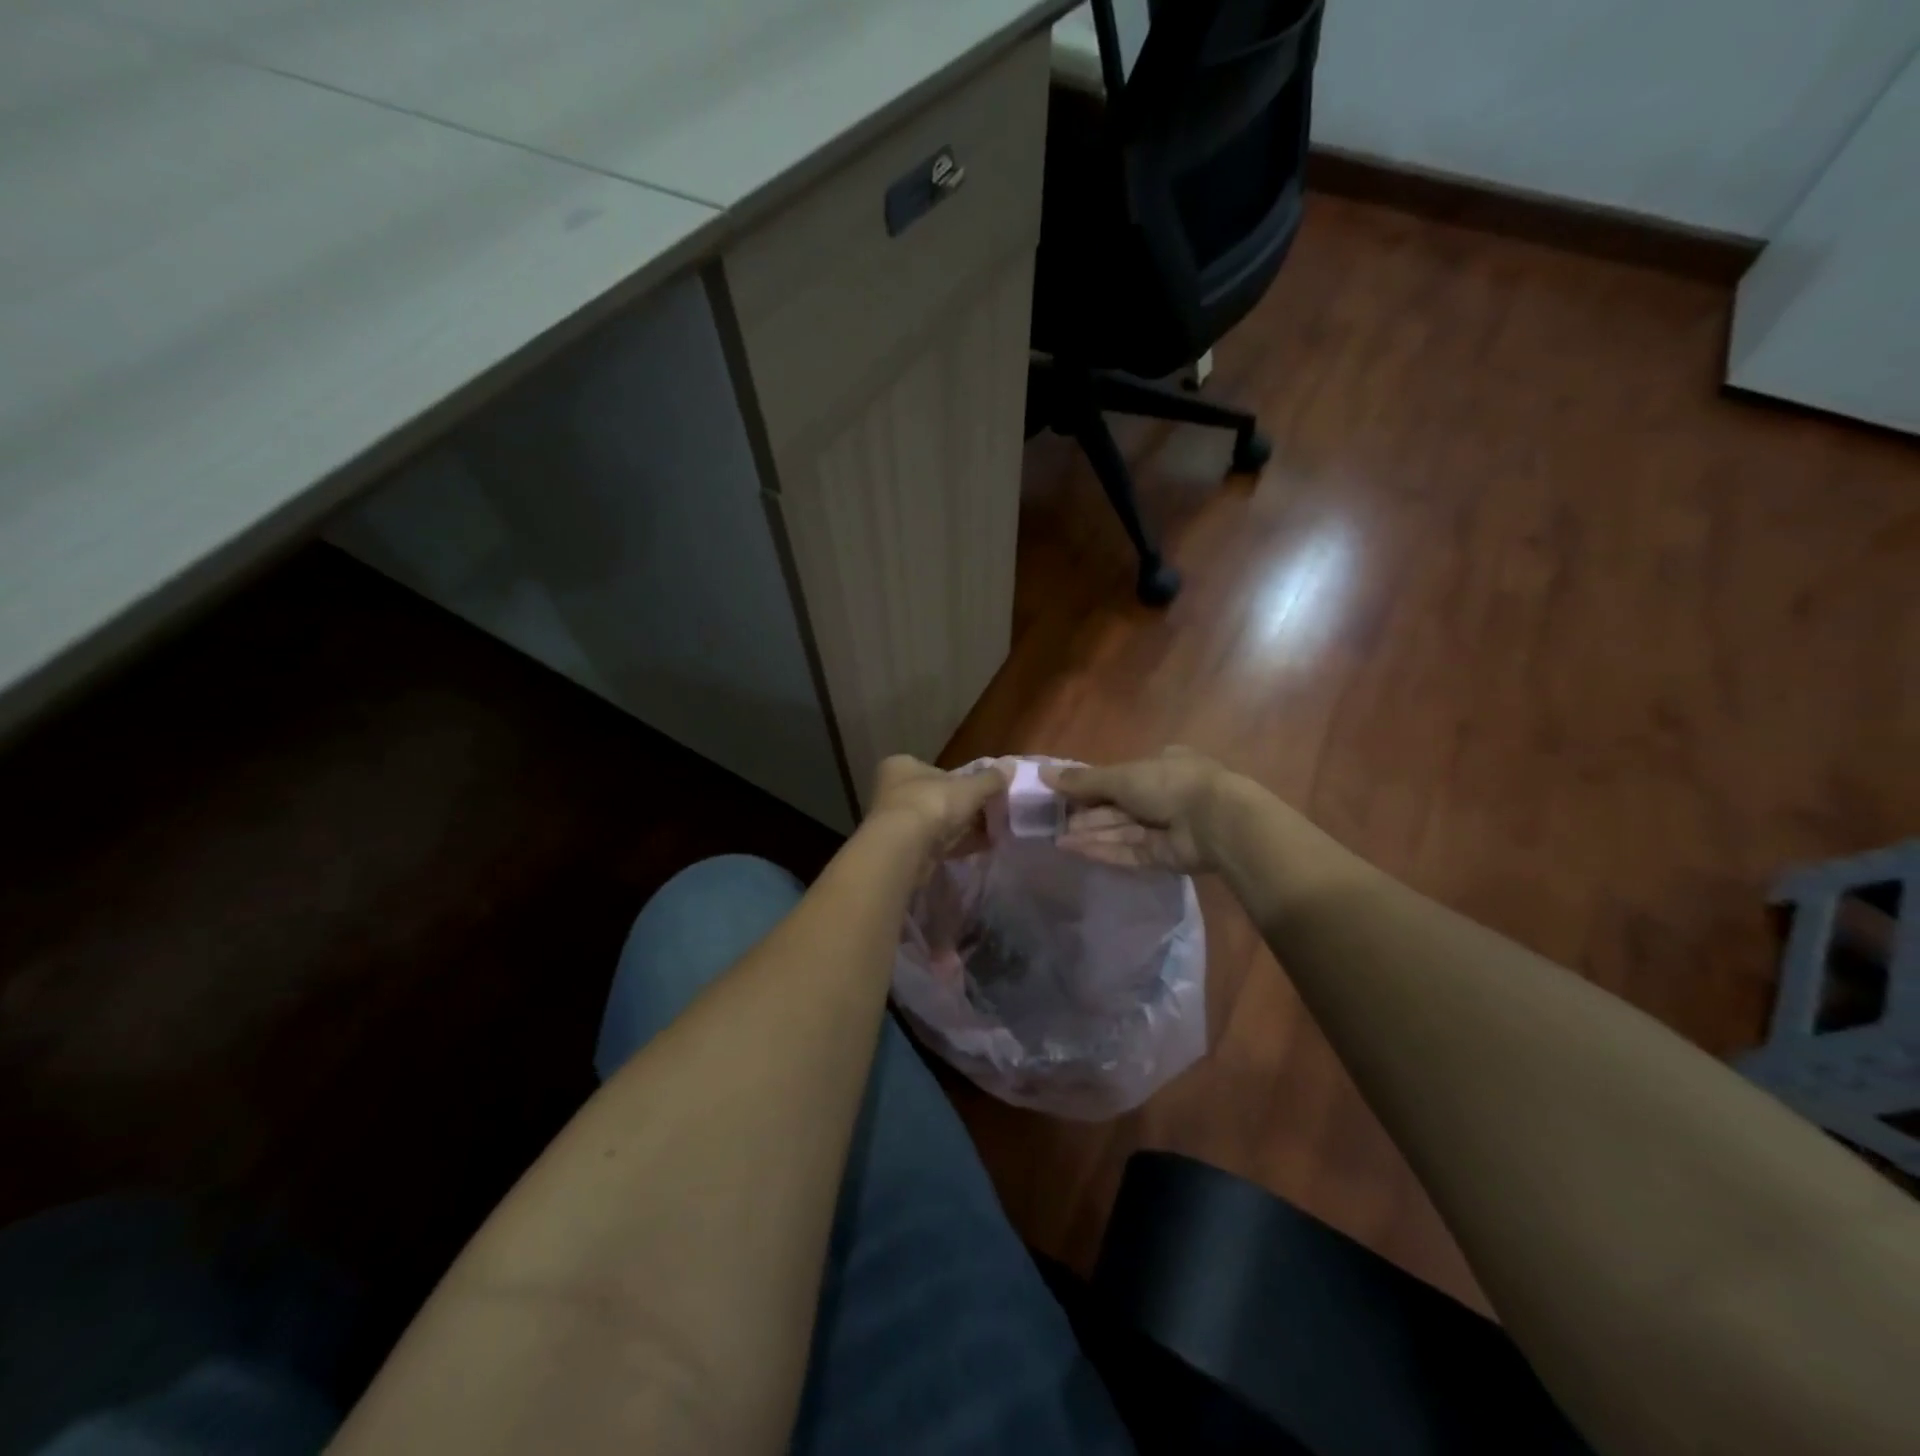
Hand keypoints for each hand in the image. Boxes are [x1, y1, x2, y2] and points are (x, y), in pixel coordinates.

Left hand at [866, 755, 1008, 864]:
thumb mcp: (969, 787)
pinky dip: (958, 845)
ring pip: (936, 823)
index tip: (982, 790)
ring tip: (993, 832)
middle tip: (991, 812)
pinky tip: (982, 847)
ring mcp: (896, 823)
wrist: (904, 849)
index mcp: (902, 767)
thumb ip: (990, 778)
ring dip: (962, 828)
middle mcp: (893, 792)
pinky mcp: (903, 850)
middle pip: (936, 797)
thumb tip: (1010, 766)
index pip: (934, 769)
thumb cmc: (932, 804)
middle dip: (963, 807)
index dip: (960, 779)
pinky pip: (936, 844)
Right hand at [1044, 747, 1237, 873]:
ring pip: (1120, 830)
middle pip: (1117, 806)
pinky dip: (1102, 849)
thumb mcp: (1120, 776)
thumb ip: (1082, 781)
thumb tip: (1043, 773)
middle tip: (1053, 821)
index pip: (1119, 776)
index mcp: (1160, 765)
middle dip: (1087, 813)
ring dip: (1090, 833)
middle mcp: (1163, 795)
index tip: (1063, 794)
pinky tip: (1074, 849)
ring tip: (1056, 838)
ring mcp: (1165, 827)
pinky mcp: (1164, 856)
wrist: (1216, 822)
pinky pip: (1128, 851)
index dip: (1091, 786)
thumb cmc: (1169, 784)